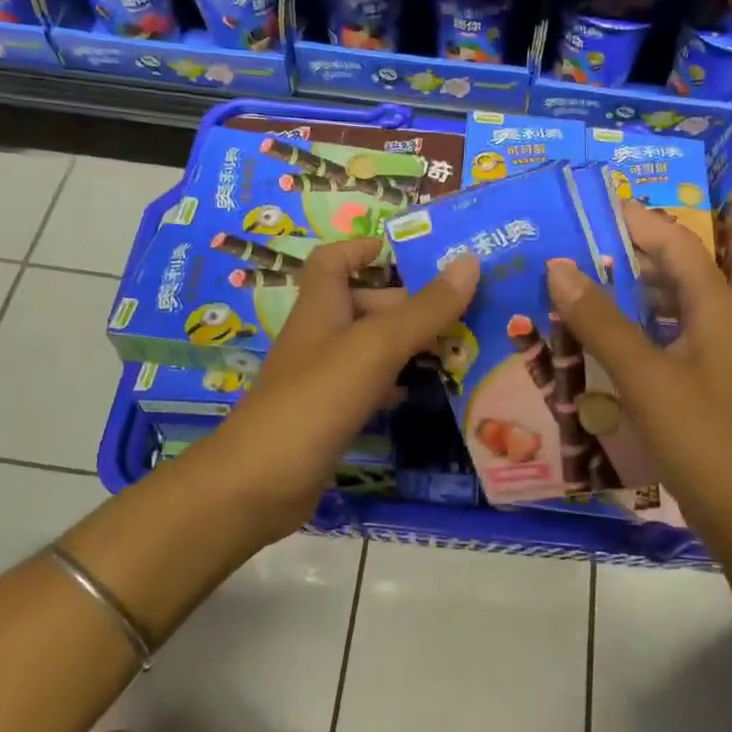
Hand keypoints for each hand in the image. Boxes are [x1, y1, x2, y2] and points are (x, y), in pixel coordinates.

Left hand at [181, 239, 478, 547]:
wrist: (260, 484)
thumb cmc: (315, 400)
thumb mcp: (375, 347)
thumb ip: (423, 309)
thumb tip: (470, 262)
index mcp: (322, 307)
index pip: (333, 260)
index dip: (364, 248)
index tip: (409, 251)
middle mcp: (321, 335)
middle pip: (367, 304)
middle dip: (413, 302)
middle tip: (468, 308)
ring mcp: (325, 378)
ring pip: (374, 347)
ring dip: (414, 343)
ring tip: (466, 345)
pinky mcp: (332, 415)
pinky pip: (373, 386)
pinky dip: (402, 383)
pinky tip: (434, 391)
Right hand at [545, 200, 731, 548]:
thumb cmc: (700, 436)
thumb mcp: (644, 375)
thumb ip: (601, 321)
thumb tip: (558, 267)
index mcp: (712, 306)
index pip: (673, 241)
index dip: (634, 219)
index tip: (586, 208)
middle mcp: (714, 321)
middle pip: (667, 270)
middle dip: (620, 254)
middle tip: (565, 248)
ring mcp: (707, 354)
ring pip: (661, 307)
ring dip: (620, 293)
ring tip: (569, 288)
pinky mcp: (696, 383)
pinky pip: (657, 340)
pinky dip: (626, 331)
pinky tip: (592, 342)